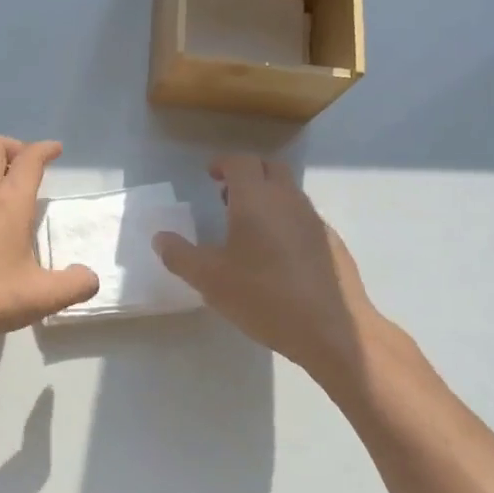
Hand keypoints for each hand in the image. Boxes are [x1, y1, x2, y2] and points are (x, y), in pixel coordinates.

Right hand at [153, 155, 389, 375]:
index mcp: (256, 200)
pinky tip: (277, 254)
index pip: (241, 162)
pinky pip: (304, 218)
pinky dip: (286, 220)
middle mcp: (288, 200)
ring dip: (267, 196)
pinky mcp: (332, 244)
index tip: (210, 175)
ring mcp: (315, 221)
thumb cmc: (264, 297)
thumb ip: (180, 255)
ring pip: (289, 193)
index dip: (224, 163)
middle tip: (226, 194)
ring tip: (247, 226)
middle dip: (248, 173)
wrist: (332, 330)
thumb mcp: (209, 280)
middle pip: (270, 169)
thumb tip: (160, 238)